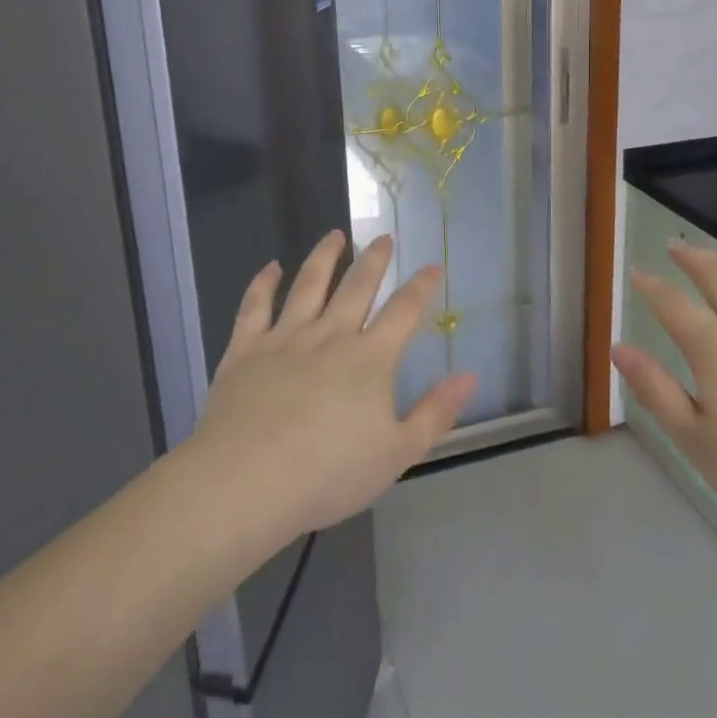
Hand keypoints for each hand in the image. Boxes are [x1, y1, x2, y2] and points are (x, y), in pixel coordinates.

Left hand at [190, 231, 476, 538]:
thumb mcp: (397, 453)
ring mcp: (285, 337)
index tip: (432, 266)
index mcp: (370, 358)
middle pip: (357, 286)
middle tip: (383, 238)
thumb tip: (470, 375)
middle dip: (374, 259)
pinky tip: (272, 267)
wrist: (246, 482)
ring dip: (325, 256)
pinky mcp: (246, 348)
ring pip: (309, 284)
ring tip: (335, 236)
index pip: (404, 310)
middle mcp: (330, 335)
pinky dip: (264, 283)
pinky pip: (255, 305)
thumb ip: (436, 412)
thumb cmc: (328, 474)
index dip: (422, 286)